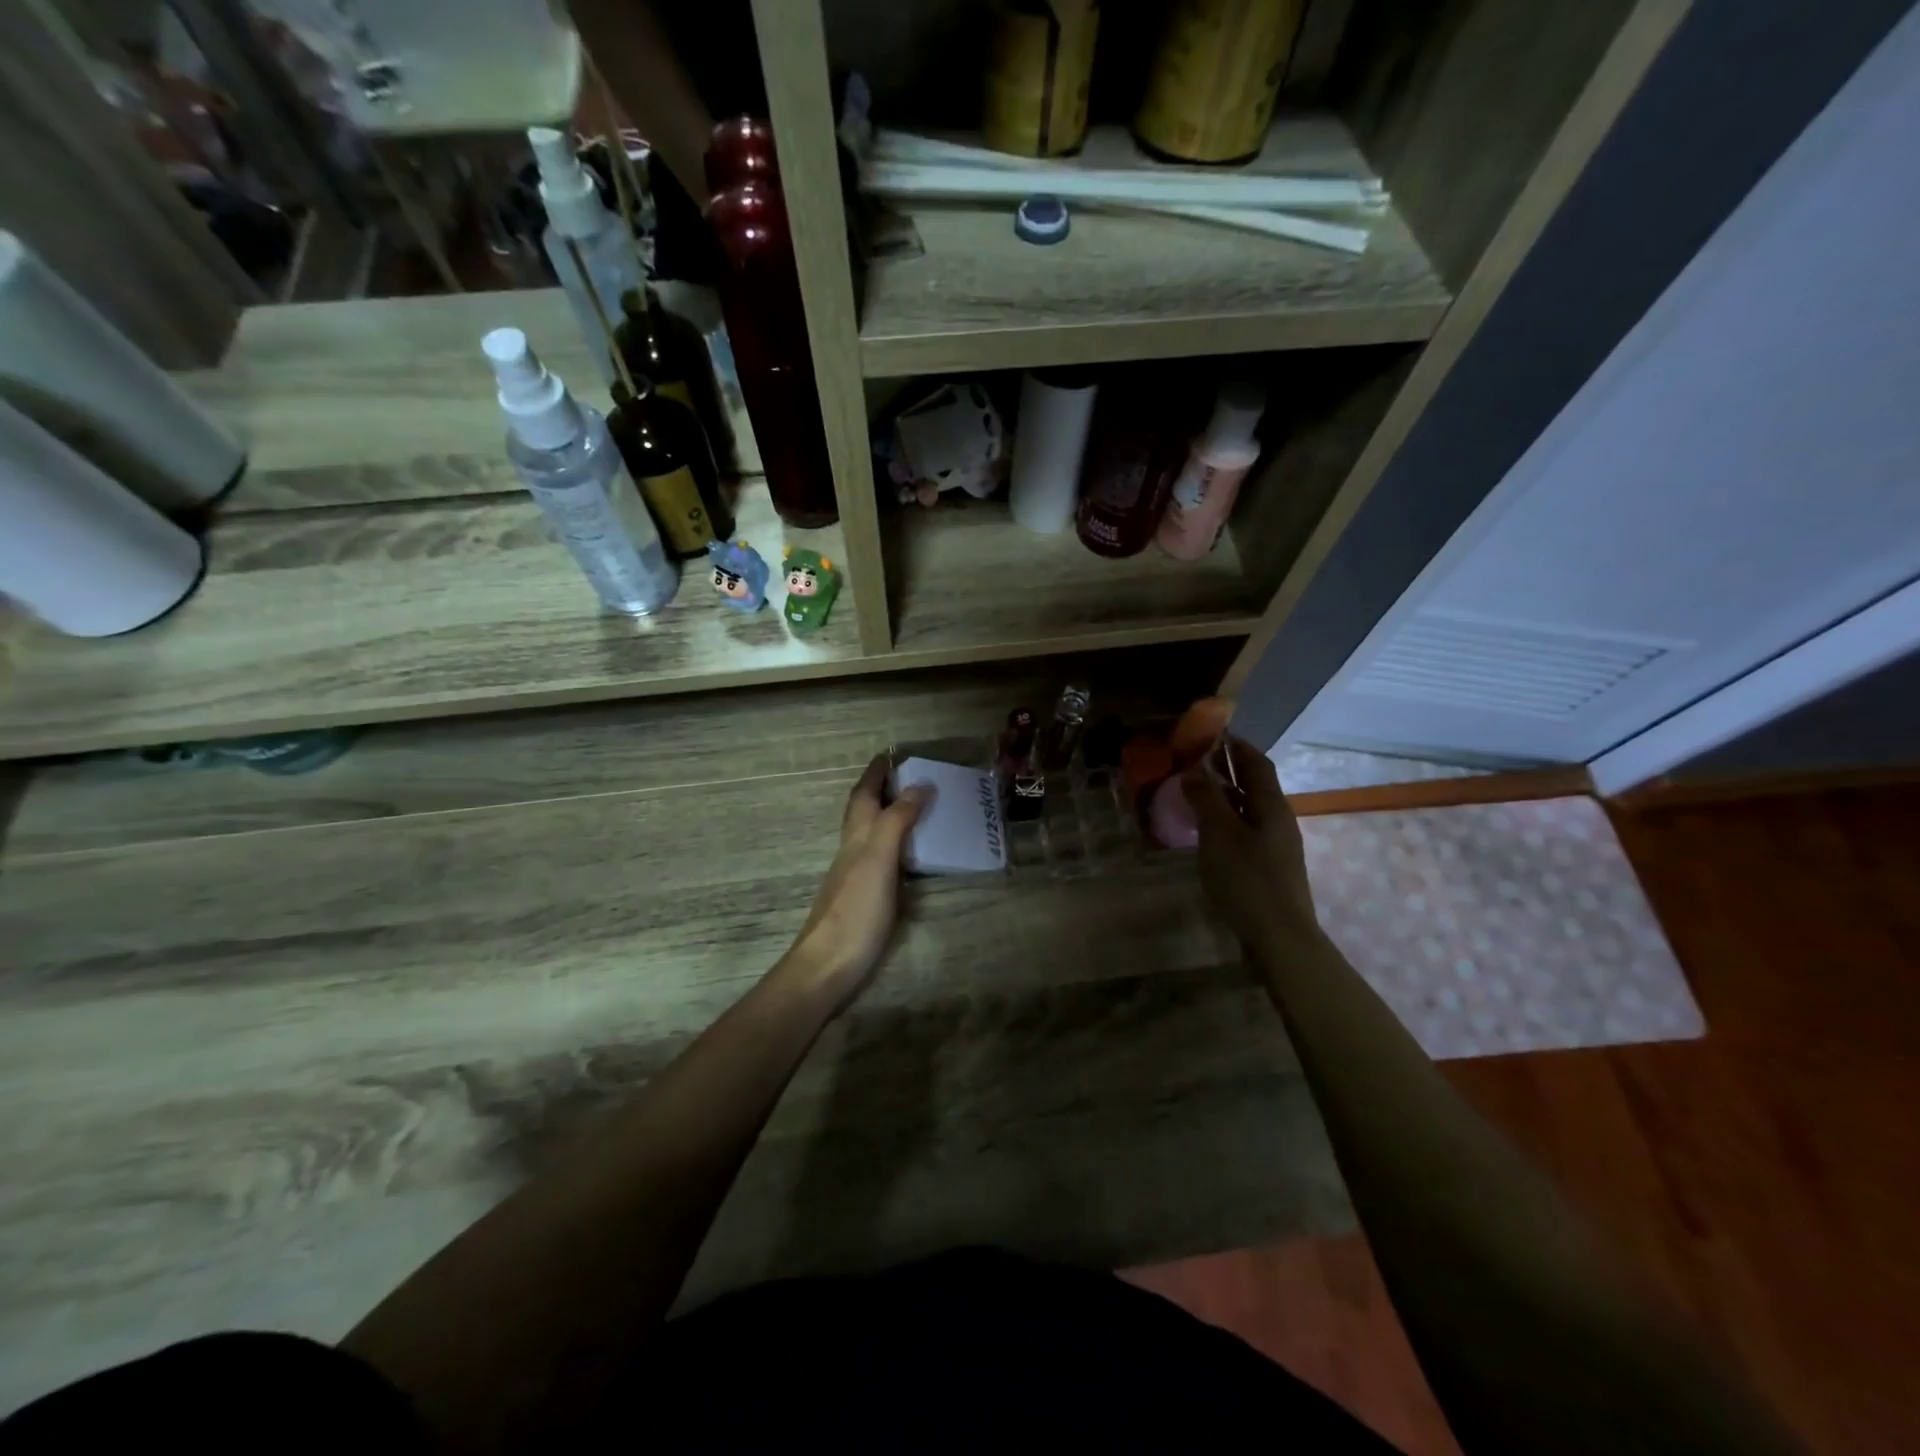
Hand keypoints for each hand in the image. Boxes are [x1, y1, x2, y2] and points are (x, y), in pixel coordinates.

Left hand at [778, 754, 928, 1010]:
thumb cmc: (855, 910)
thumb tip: (919, 785)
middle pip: (863, 813)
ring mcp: (857, 877)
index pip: (863, 796)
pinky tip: (912, 857)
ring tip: (919, 809)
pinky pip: (884, 860)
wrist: (828, 966)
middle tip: (910, 777)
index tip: (890, 754)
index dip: (875, 774)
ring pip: (872, 836)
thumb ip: (896, 821)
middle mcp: (853, 852)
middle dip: (881, 791)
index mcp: (856, 838)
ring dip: (890, 817)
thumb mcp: (878, 859)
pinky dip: (897, 847)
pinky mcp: (866, 900)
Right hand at [1182, 736, 1320, 951]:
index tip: (1210, 733)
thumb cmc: (1248, 879)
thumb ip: (1206, 799)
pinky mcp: (1267, 868)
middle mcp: (1277, 820)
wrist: (1279, 937)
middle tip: (1192, 761)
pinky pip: (1243, 832)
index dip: (1235, 745)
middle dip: (1225, 770)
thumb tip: (1193, 769)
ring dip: (1222, 797)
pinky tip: (1203, 832)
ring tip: (1191, 793)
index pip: (1256, 763)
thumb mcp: (1220, 834)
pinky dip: (1224, 822)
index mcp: (1272, 806)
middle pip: (1253, 785)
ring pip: (1247, 810)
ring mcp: (1275, 846)